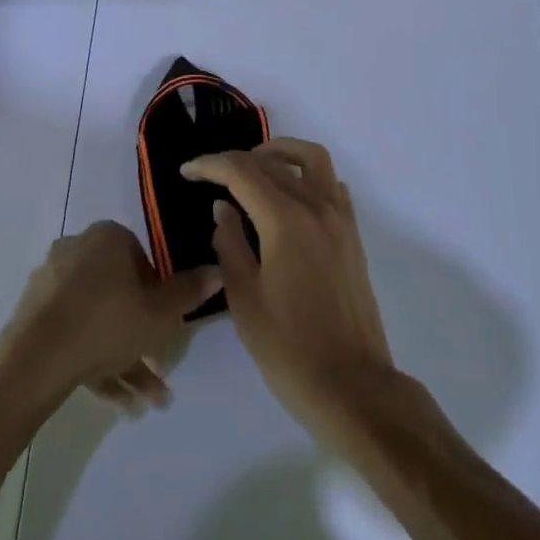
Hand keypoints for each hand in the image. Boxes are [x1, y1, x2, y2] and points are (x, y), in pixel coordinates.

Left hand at [0, 221, 219, 415]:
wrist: (34, 363)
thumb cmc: (106, 324)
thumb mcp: (159, 314)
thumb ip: (189, 292)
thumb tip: (217, 269)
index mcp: (107, 237)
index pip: (143, 259)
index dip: (159, 294)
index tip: (166, 325)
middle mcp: (77, 250)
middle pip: (120, 292)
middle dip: (142, 336)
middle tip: (161, 370)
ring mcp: (51, 283)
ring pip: (98, 319)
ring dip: (124, 358)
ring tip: (147, 403)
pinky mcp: (33, 316)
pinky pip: (73, 334)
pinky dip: (96, 363)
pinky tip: (119, 404)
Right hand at [181, 139, 394, 444]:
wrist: (351, 386)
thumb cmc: (289, 348)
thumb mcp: (244, 299)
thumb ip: (230, 244)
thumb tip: (223, 208)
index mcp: (285, 220)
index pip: (242, 172)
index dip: (211, 165)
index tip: (187, 171)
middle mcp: (316, 207)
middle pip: (274, 162)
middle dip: (238, 160)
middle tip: (212, 174)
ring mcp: (340, 219)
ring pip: (312, 160)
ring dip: (281, 153)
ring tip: (255, 167)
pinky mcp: (353, 236)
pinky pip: (332, 185)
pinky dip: (309, 176)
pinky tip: (291, 195)